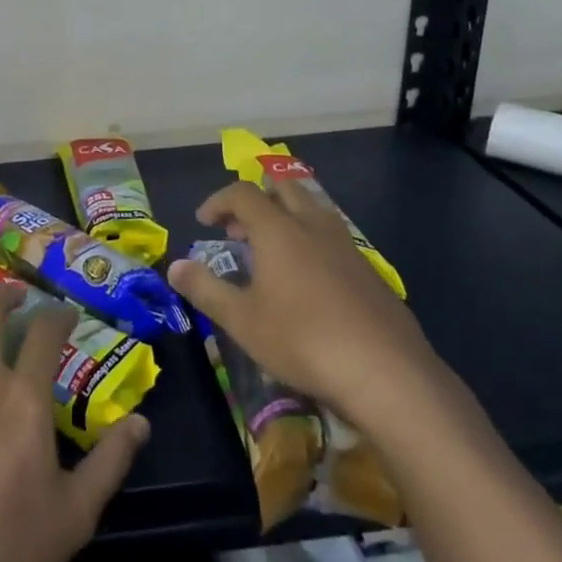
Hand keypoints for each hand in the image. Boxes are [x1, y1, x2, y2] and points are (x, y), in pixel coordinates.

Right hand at [167, 181, 444, 428]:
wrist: (386, 372)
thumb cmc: (302, 340)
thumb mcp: (242, 320)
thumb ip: (205, 289)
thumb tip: (174, 266)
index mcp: (278, 230)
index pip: (242, 193)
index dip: (218, 201)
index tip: (204, 221)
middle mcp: (313, 226)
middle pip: (283, 188)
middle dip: (256, 199)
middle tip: (238, 229)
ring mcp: (346, 247)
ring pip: (313, 209)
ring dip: (286, 217)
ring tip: (271, 251)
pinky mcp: (370, 271)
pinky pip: (332, 237)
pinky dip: (311, 241)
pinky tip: (308, 281)